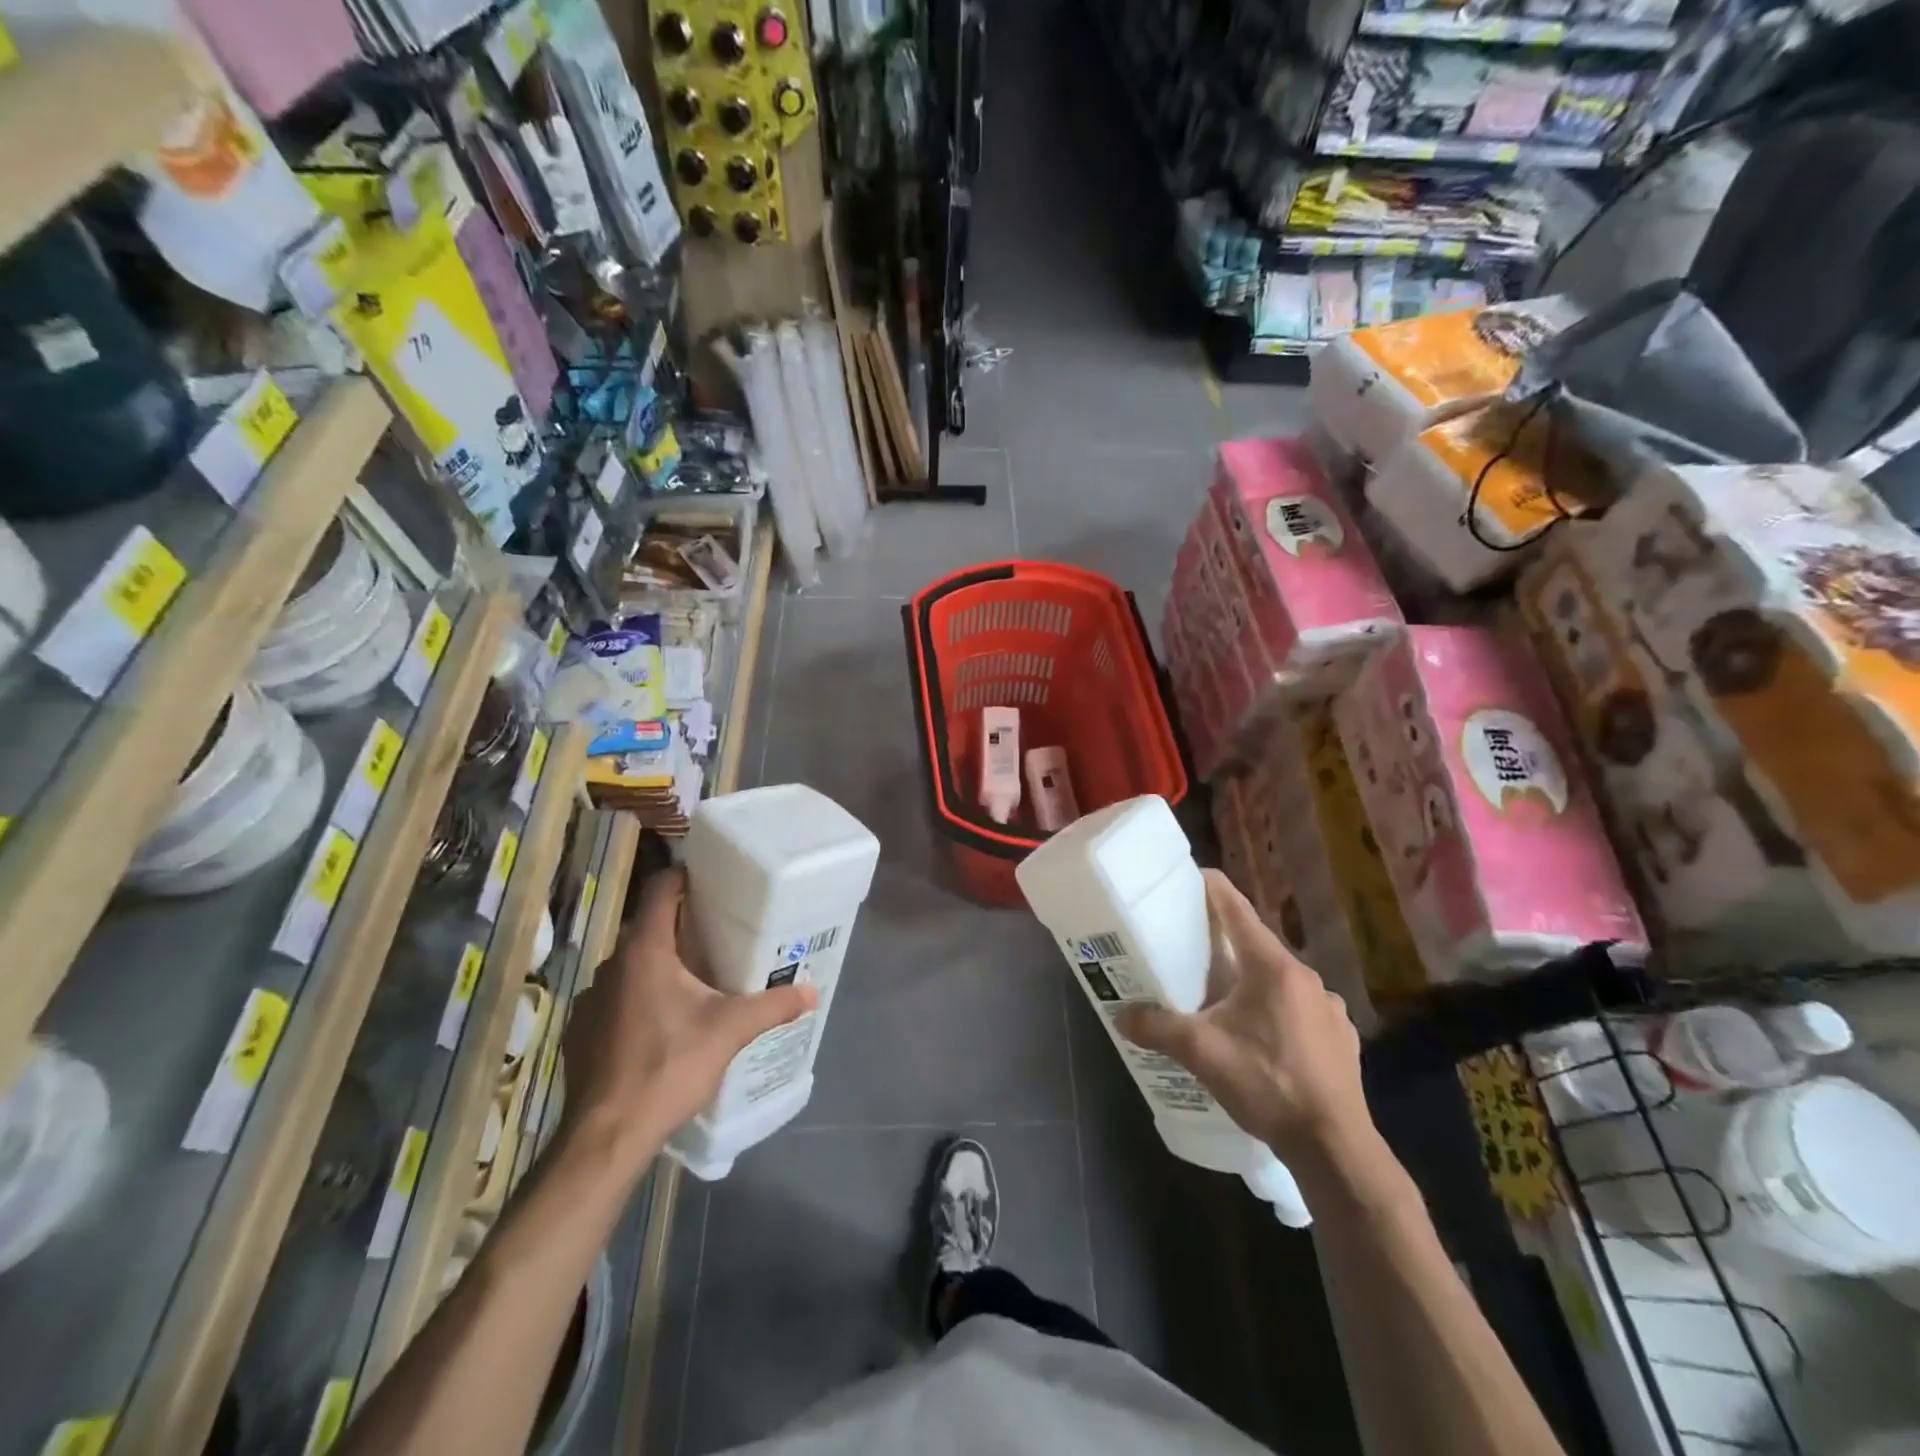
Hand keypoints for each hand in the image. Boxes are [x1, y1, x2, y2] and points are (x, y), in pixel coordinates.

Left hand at [561, 867, 815, 1170]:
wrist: (608, 1135)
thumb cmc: (669, 1066)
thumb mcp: (730, 1031)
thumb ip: (773, 1006)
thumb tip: (812, 992)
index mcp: (646, 951)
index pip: (660, 889)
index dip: (685, 876)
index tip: (712, 878)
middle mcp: (613, 964)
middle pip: (649, 928)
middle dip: (681, 927)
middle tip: (719, 934)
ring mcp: (592, 999)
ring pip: (632, 966)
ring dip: (659, 966)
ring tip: (695, 982)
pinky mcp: (581, 1030)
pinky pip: (616, 998)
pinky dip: (638, 1000)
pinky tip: (660, 1027)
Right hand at [1118, 870, 1373, 1167]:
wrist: (1336, 1148)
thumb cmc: (1268, 1084)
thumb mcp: (1202, 1053)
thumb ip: (1158, 1028)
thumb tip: (1121, 1015)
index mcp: (1272, 967)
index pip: (1237, 909)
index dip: (1211, 887)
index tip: (1188, 877)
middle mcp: (1306, 977)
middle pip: (1256, 944)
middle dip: (1223, 942)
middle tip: (1190, 948)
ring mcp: (1329, 1008)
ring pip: (1278, 979)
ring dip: (1251, 981)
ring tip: (1223, 1001)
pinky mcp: (1341, 1038)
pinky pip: (1300, 1009)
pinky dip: (1276, 1011)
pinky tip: (1264, 1039)